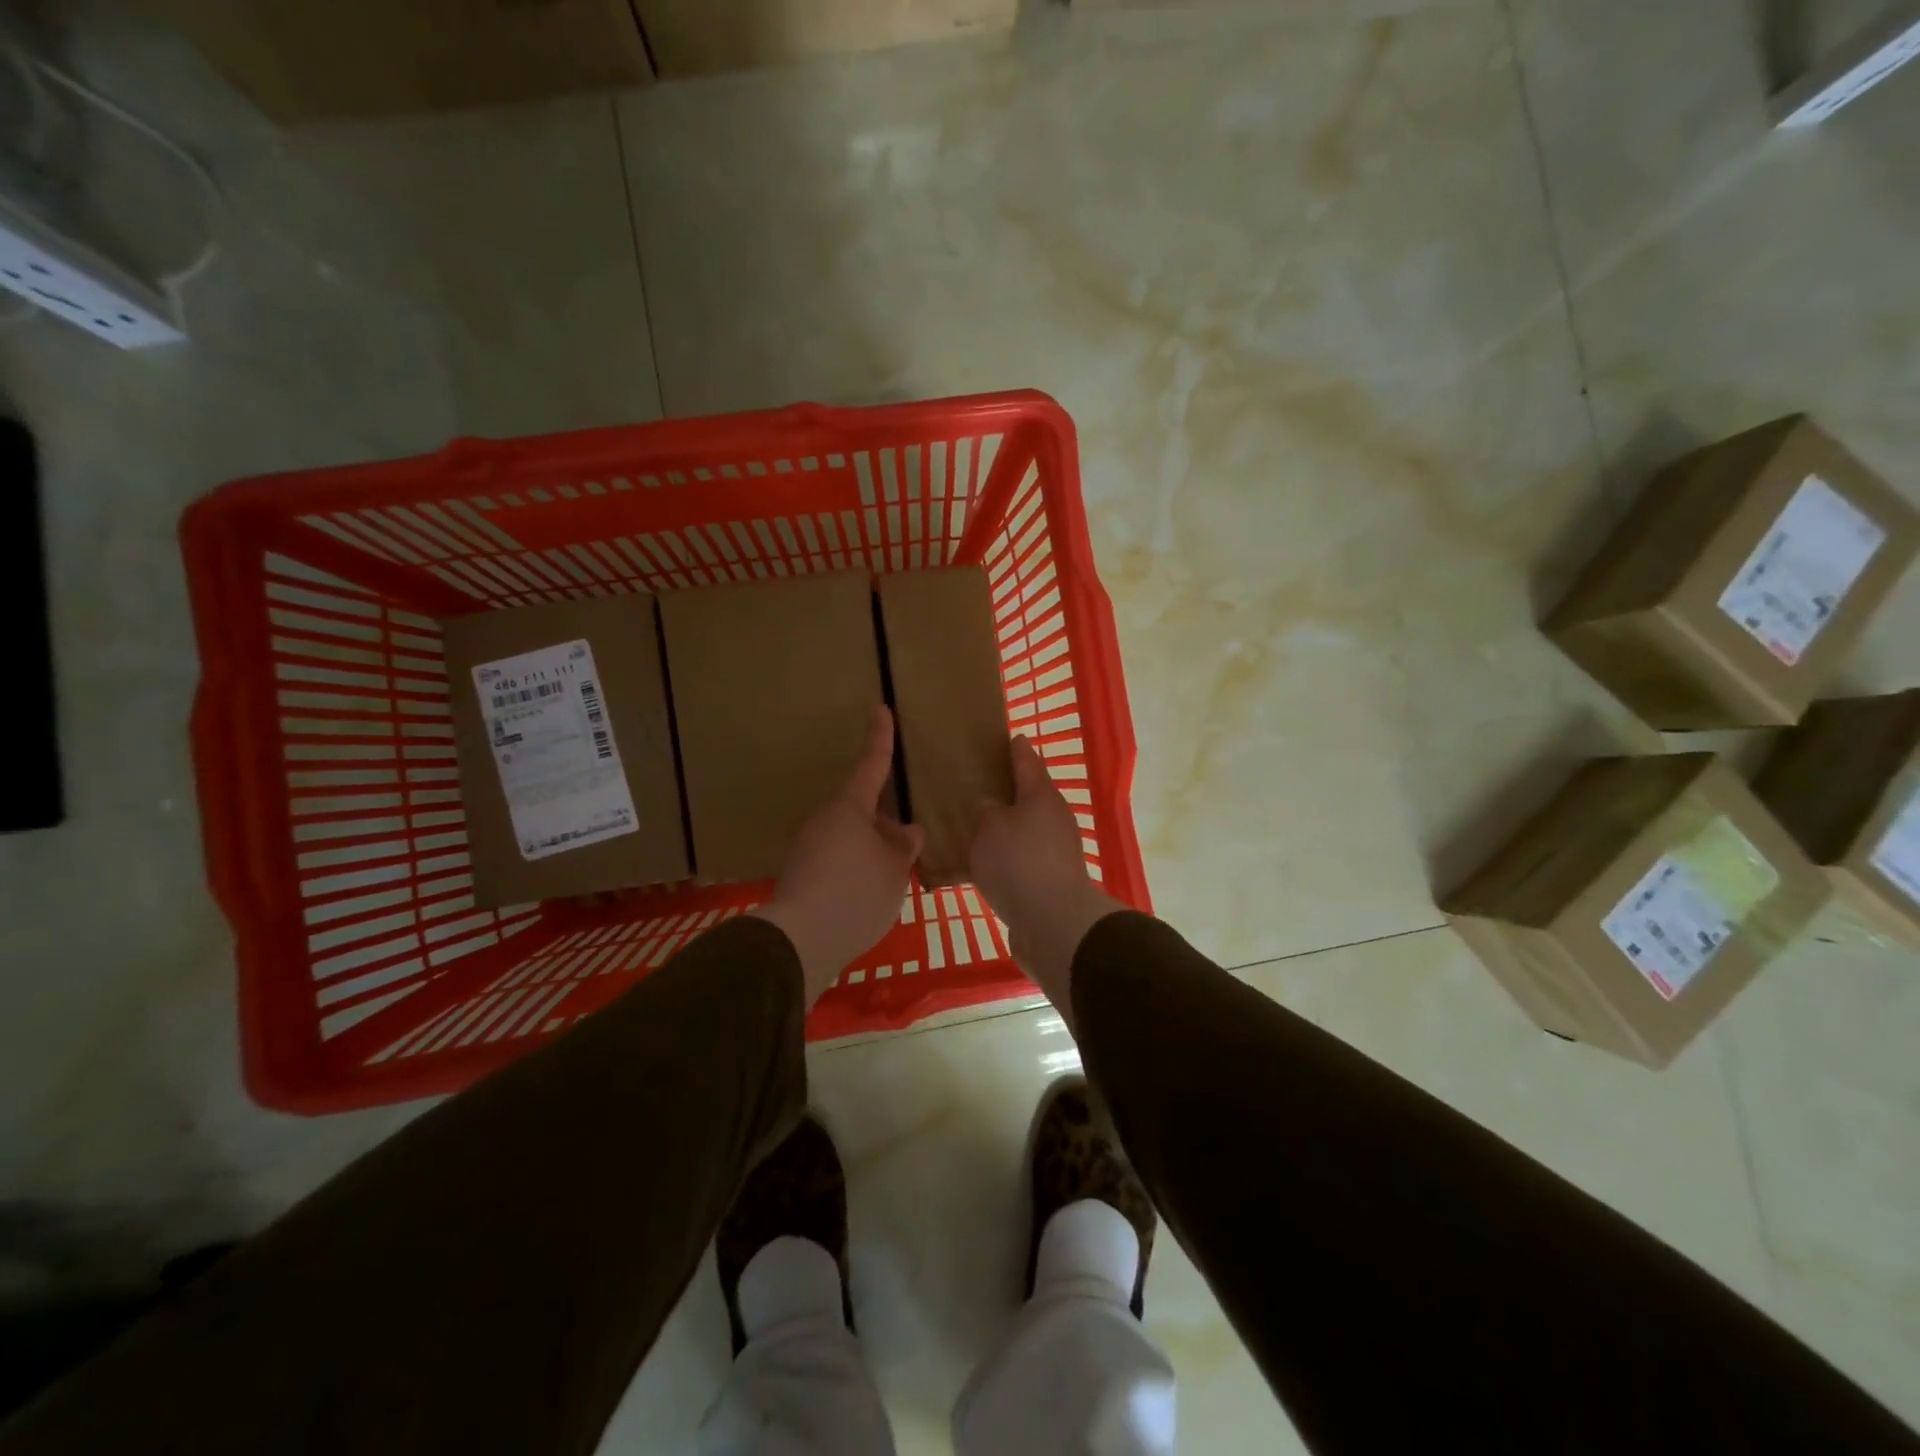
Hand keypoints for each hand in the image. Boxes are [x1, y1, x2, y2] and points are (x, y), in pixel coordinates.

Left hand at [752, 706, 923, 1004]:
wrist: (800, 941)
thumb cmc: (855, 894)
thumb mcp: (894, 870)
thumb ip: (903, 846)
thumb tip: (907, 830)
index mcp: (849, 808)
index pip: (870, 765)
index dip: (880, 738)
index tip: (880, 709)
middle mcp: (825, 820)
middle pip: (860, 807)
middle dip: (884, 818)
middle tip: (906, 837)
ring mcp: (809, 847)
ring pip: (850, 835)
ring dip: (871, 846)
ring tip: (894, 871)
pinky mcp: (802, 874)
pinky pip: (838, 858)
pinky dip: (856, 866)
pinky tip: (869, 891)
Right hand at [970, 735, 1121, 1015]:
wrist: (1052, 922)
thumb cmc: (1018, 862)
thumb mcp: (989, 828)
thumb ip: (986, 811)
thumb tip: (990, 806)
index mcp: (1041, 795)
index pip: (1026, 760)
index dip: (1014, 748)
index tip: (1008, 737)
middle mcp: (1055, 817)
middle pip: (1029, 796)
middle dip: (1008, 790)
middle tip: (979, 784)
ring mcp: (1057, 850)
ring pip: (1027, 828)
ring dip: (1007, 826)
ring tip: (976, 826)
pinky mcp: (1052, 879)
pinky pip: (1024, 858)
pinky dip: (1008, 856)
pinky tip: (986, 864)